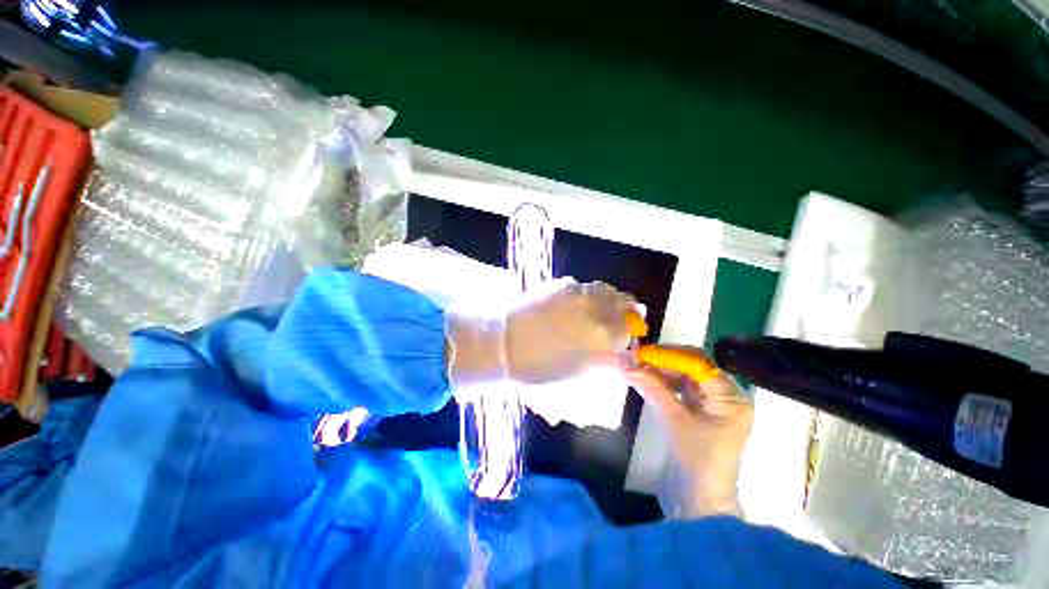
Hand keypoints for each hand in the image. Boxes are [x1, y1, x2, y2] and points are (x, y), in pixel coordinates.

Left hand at [506, 279, 634, 383]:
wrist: (503, 342)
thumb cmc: (538, 366)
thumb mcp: (576, 371)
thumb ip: (603, 360)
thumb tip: (620, 355)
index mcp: (604, 333)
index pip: (628, 329)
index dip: (625, 336)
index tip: (619, 341)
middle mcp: (597, 306)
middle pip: (624, 300)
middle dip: (623, 311)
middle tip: (612, 322)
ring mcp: (578, 290)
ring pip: (605, 289)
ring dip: (606, 299)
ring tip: (592, 312)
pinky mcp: (561, 283)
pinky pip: (582, 286)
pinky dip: (584, 295)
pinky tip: (569, 306)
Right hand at [624, 347, 753, 518]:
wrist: (699, 498)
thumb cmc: (695, 459)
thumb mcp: (674, 419)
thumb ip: (652, 387)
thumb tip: (625, 364)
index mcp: (731, 397)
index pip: (698, 364)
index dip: (669, 355)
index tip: (642, 352)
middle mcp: (727, 395)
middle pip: (693, 367)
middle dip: (664, 361)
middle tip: (637, 358)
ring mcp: (714, 402)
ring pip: (685, 375)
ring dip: (662, 371)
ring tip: (638, 367)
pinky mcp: (701, 410)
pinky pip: (682, 387)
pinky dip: (664, 382)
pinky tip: (647, 379)